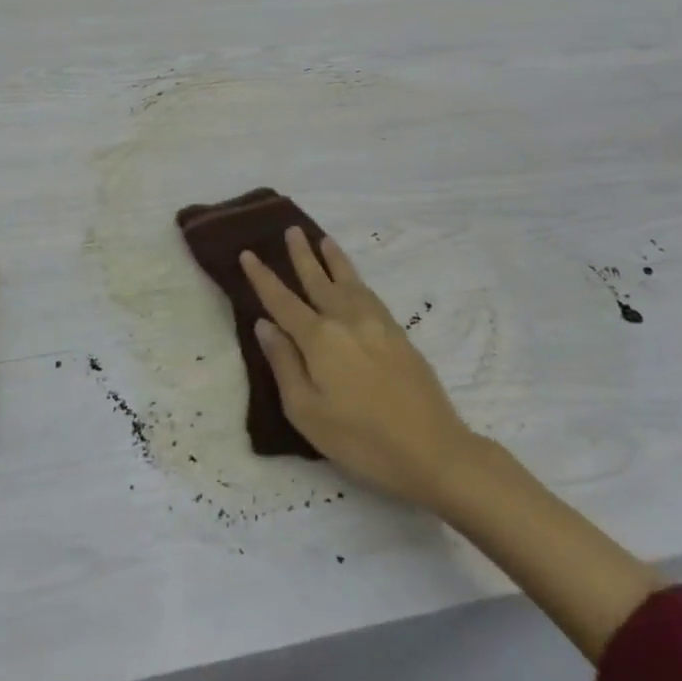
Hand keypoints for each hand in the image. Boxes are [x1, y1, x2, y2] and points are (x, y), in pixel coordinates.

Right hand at [242, 229, 489, 514]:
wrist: (434, 450)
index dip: (263, 277)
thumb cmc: (361, 439)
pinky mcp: (398, 334)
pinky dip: (356, 279)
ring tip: (323, 240)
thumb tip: (264, 326)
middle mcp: (346, 320)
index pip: (282, 300)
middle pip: (318, 280)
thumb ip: (284, 364)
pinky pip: (370, 294)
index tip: (248, 253)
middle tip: (290, 230)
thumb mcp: (306, 411)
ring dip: (333, 259)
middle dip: (301, 255)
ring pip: (348, 281)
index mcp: (319, 338)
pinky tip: (353, 280)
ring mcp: (377, 324)